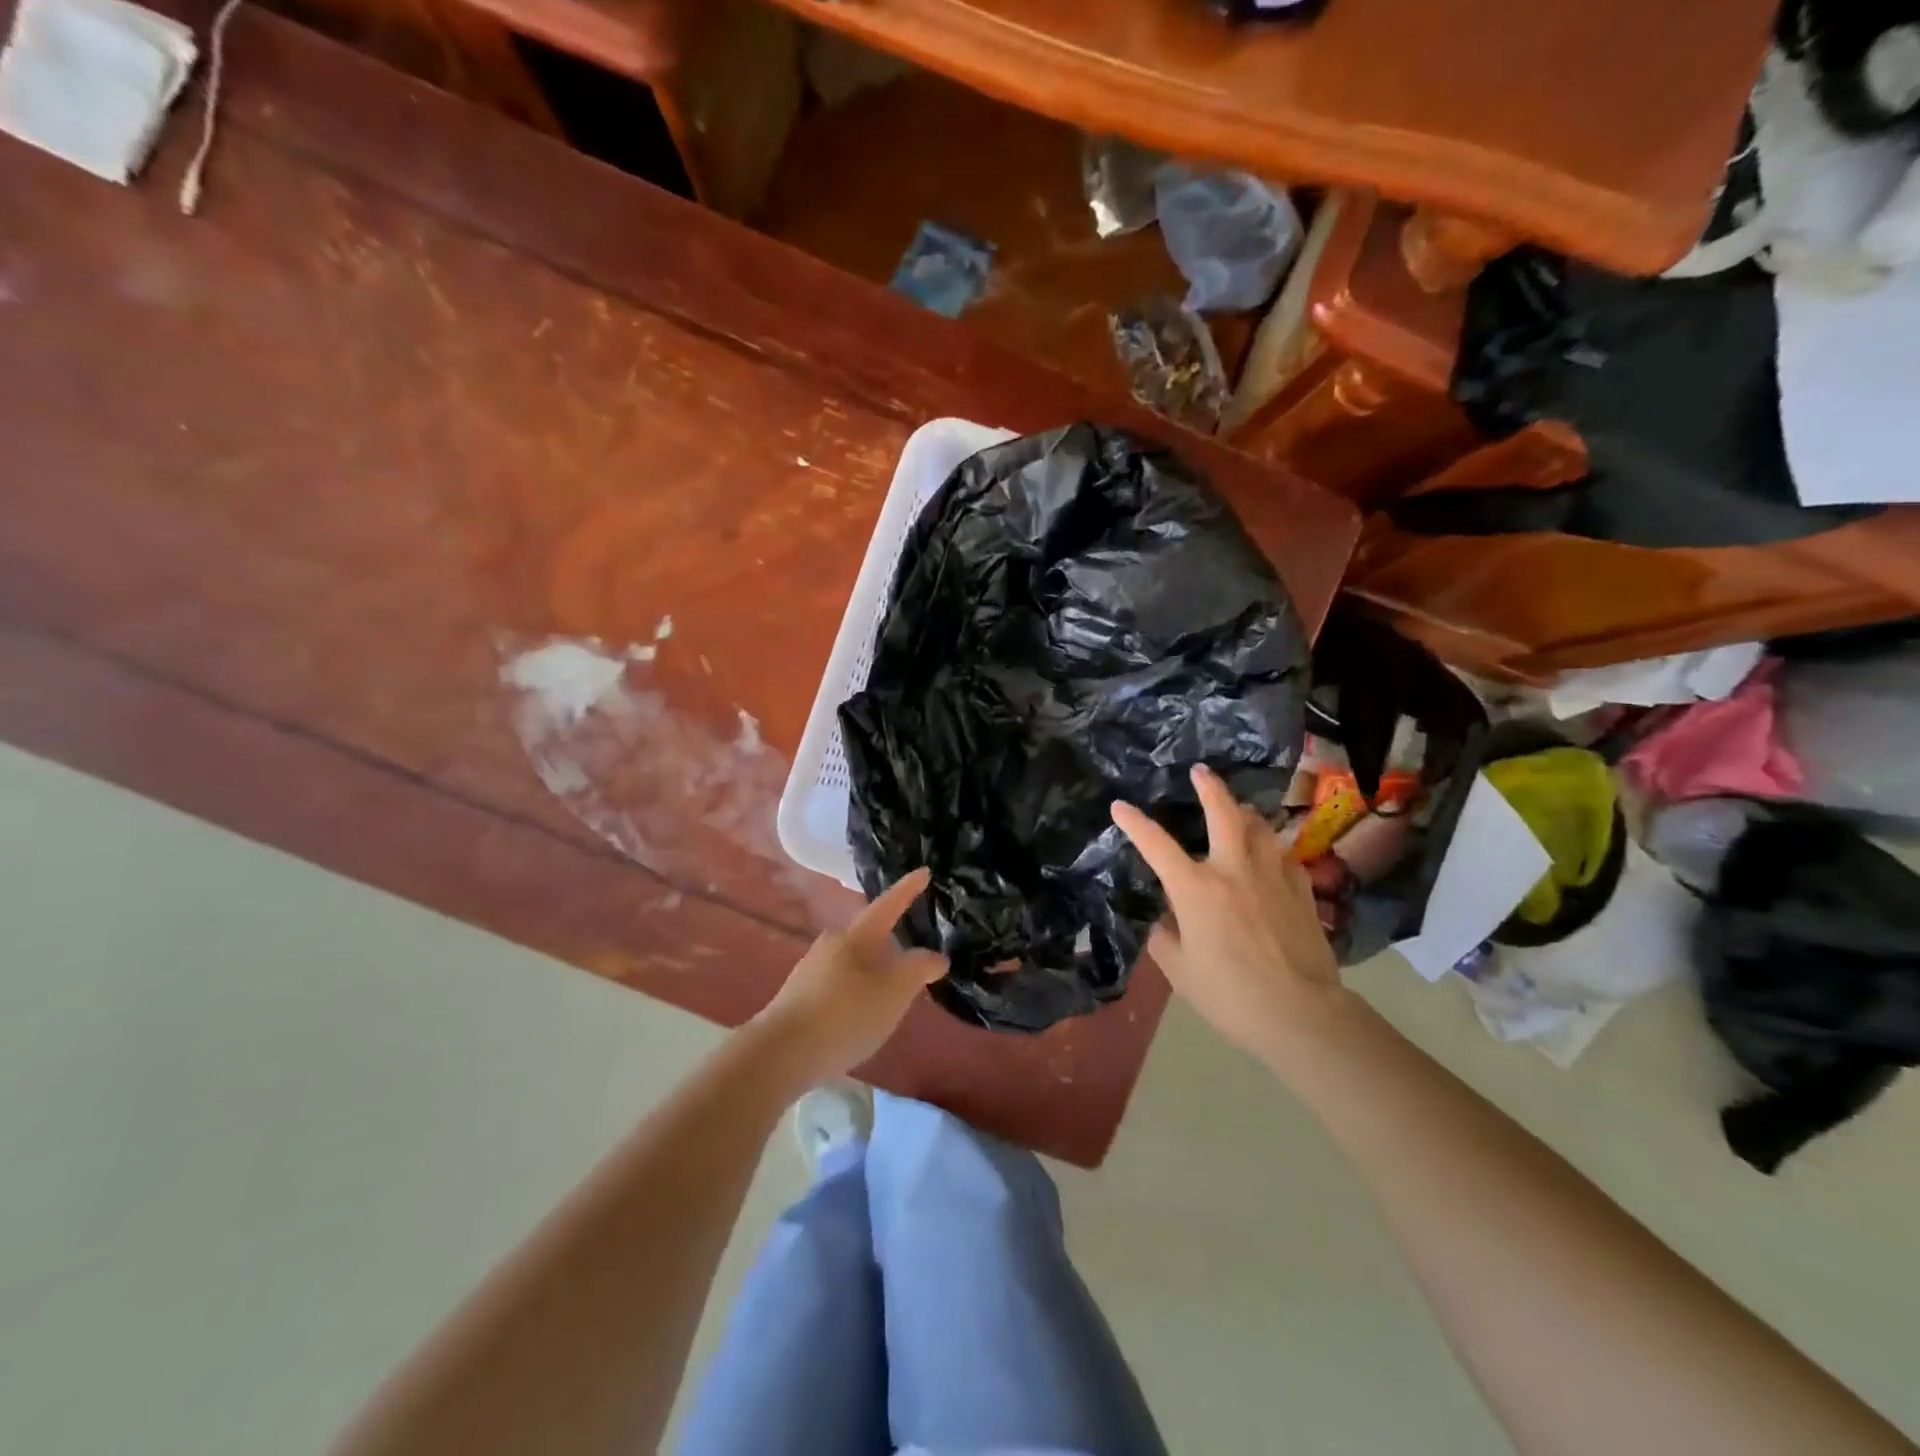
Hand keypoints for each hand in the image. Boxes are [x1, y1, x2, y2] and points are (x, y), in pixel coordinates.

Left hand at [750, 869, 947, 1081]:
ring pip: (852, 960)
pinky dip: (858, 989)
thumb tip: (935, 957)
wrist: (780, 1054)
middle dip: (890, 938)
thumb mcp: (893, 993)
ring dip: (874, 968)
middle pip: (867, 933)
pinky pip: (839, 983)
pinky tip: (864, 1011)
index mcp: (855, 936)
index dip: (908, 890)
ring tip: (893, 987)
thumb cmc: (844, 1015)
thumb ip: (918, 970)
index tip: (924, 872)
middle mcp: (831, 944)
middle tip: (913, 950)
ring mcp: (811, 970)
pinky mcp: (800, 997)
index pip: (888, 905)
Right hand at [1112, 765, 1349, 1069]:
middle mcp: (1234, 870)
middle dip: (1209, 787)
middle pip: (1223, 813)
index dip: (1135, 823)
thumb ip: (1165, 939)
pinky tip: (1270, 856)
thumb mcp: (1180, 971)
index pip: (1157, 845)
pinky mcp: (1301, 891)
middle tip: (1201, 772)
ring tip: (1238, 811)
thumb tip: (1167, 921)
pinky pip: (1284, 856)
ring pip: (1260, 827)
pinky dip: (1272, 849)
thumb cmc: (1229, 994)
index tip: (1120, 806)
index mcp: (1196, 888)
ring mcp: (1272, 876)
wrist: (1300, 1013)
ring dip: (1245, 814)